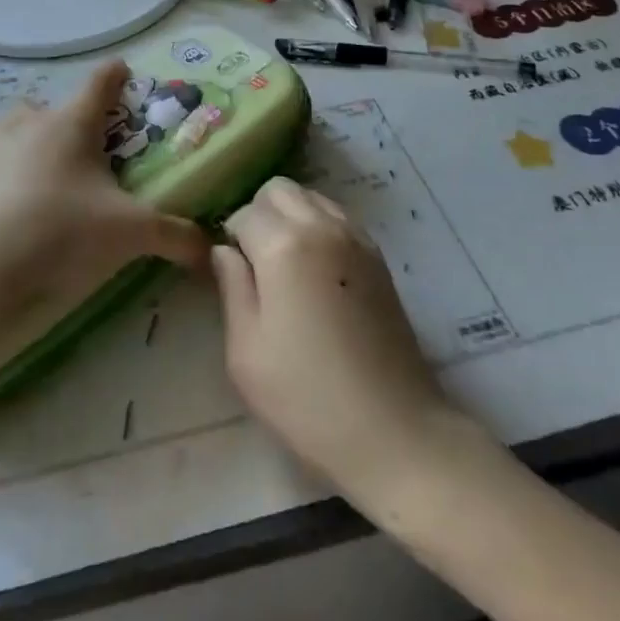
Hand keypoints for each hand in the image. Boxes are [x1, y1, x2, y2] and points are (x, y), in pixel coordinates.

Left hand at [0, 59, 208, 322]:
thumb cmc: (60, 232)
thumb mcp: (129, 234)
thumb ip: (175, 237)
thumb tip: (211, 252)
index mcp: (72, 123)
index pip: (101, 82)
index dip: (115, 75)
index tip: (121, 71)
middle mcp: (28, 118)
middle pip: (51, 110)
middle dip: (63, 128)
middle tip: (73, 165)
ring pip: (8, 128)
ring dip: (20, 145)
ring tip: (27, 184)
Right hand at [213, 177, 455, 492]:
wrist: (395, 431)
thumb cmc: (308, 398)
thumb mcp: (246, 352)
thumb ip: (232, 287)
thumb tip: (224, 251)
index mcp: (284, 245)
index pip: (244, 213)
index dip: (231, 239)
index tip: (231, 273)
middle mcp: (321, 226)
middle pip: (278, 189)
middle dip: (259, 213)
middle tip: (255, 263)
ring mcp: (356, 238)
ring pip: (310, 197)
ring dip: (290, 216)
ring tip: (286, 267)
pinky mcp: (378, 256)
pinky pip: (337, 217)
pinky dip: (318, 226)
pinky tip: (317, 273)